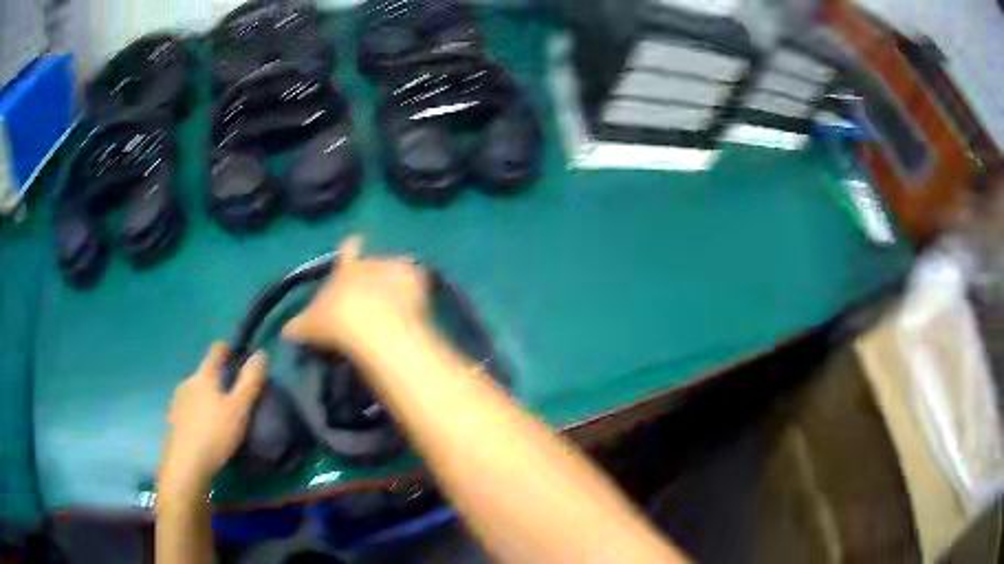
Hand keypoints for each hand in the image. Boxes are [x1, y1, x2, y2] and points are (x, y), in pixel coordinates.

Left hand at [159, 343, 267, 498]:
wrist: (185, 465)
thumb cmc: (214, 434)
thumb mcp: (239, 409)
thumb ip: (250, 382)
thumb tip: (261, 353)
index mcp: (204, 375)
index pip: (216, 350)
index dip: (229, 350)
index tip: (241, 360)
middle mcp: (188, 381)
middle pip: (206, 372)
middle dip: (220, 379)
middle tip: (236, 398)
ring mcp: (178, 400)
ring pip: (197, 391)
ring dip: (209, 397)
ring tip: (222, 417)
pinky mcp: (173, 419)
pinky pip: (189, 408)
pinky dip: (199, 413)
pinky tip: (207, 431)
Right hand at [283, 235, 429, 354]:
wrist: (373, 327)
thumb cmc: (335, 323)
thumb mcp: (309, 327)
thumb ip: (297, 326)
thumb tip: (284, 332)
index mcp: (345, 269)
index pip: (347, 249)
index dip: (351, 248)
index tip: (355, 244)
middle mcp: (371, 262)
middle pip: (374, 260)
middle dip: (374, 273)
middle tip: (374, 295)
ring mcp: (397, 270)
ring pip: (399, 267)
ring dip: (397, 280)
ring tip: (397, 301)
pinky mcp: (418, 282)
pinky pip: (419, 281)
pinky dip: (418, 290)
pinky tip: (417, 305)